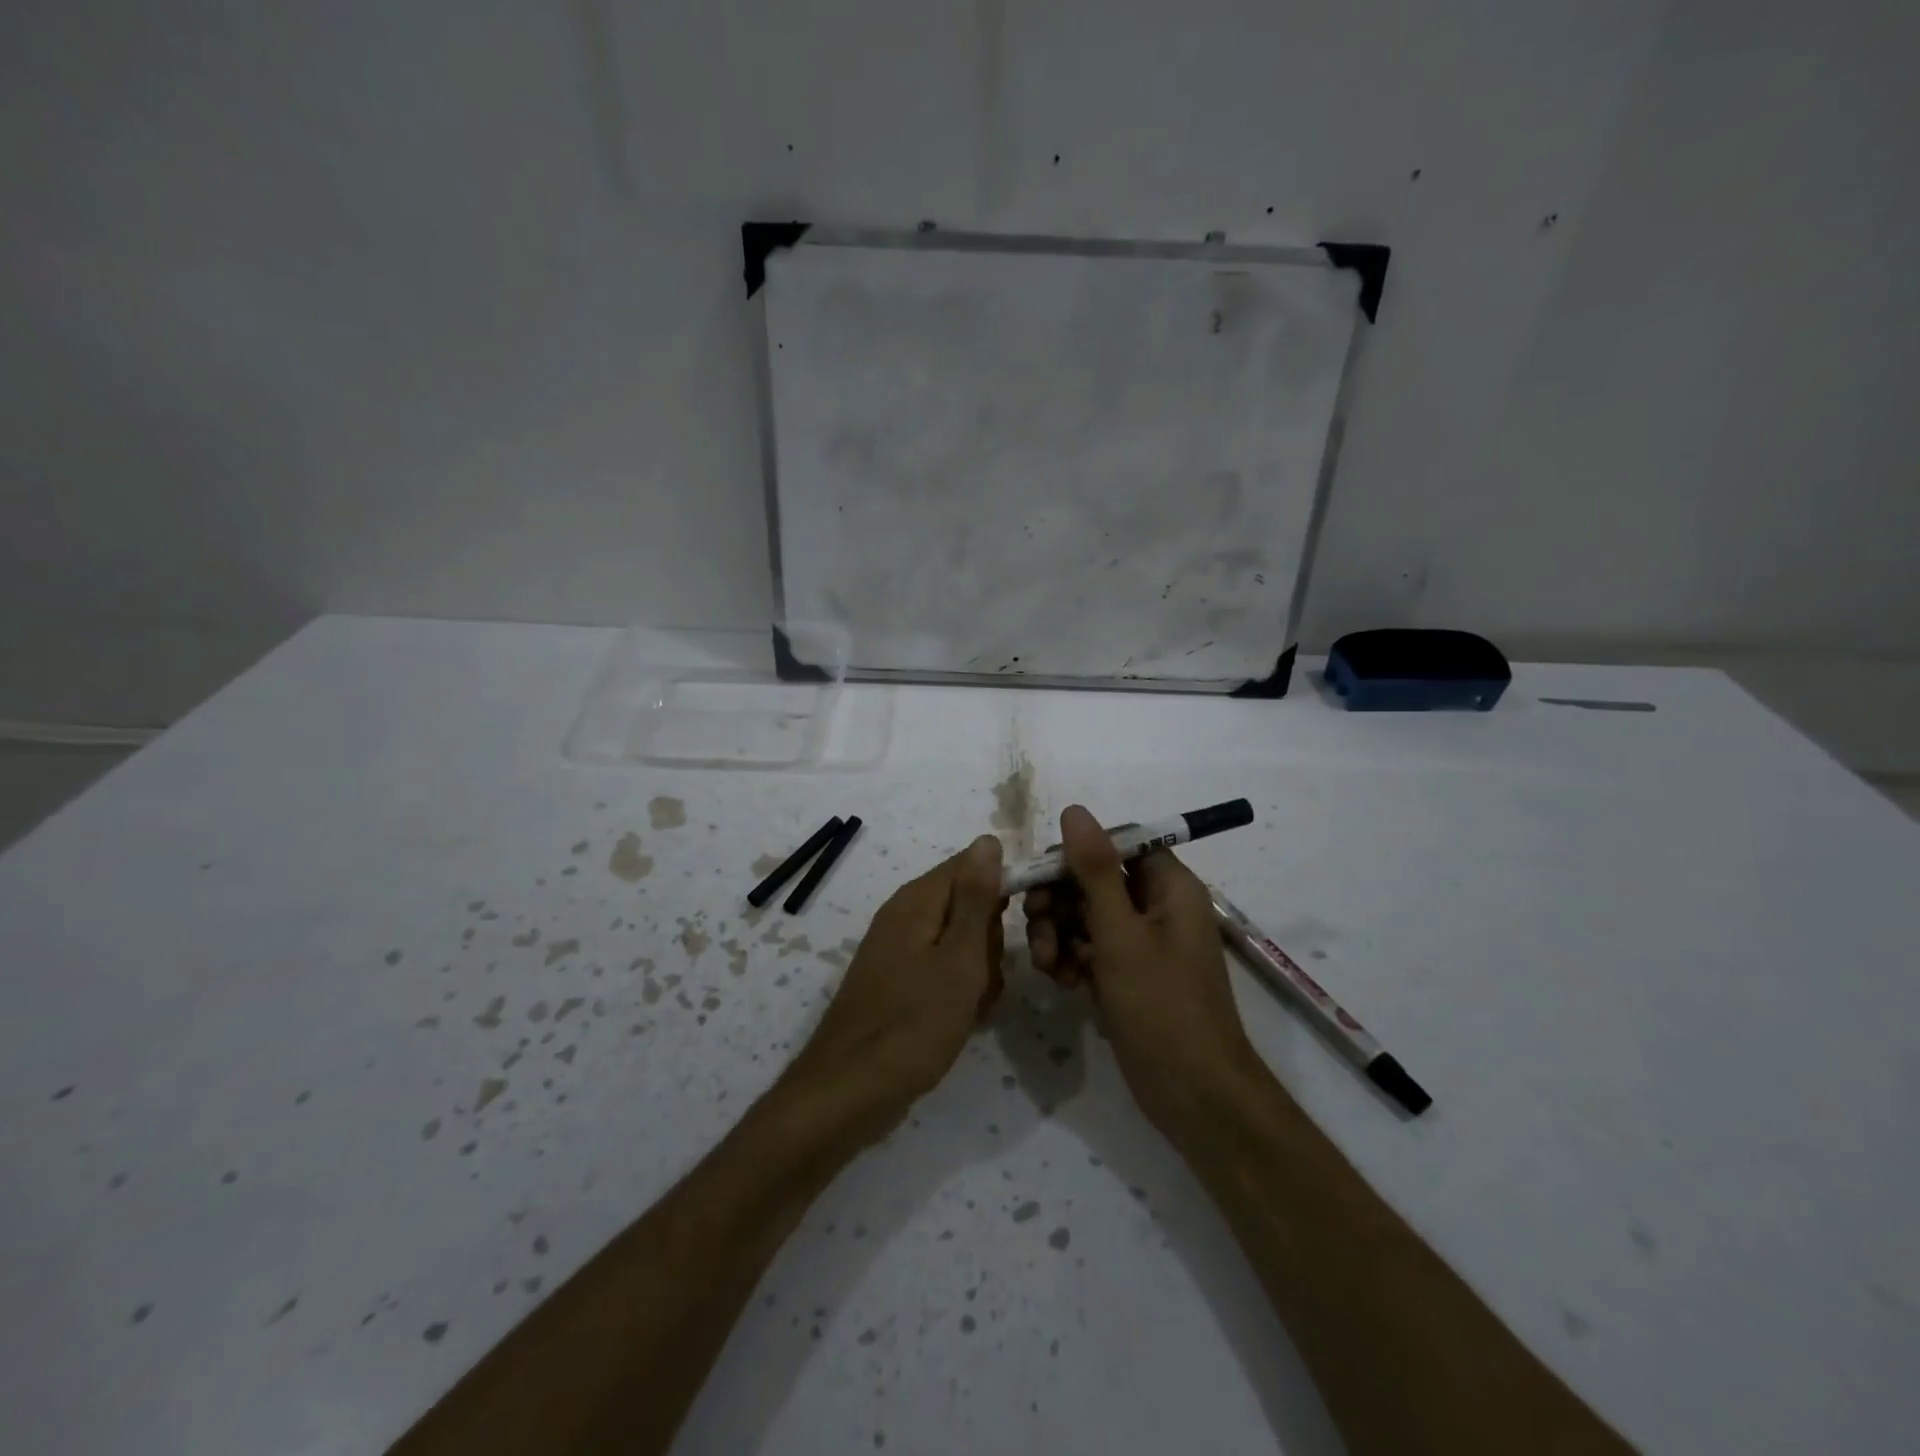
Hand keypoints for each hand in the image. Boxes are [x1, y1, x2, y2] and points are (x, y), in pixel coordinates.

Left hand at [783, 836, 1005, 1140]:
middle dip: (990, 939)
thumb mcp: (959, 959)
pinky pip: (943, 968)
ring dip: (979, 970)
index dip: (1005, 886)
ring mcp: (899, 949)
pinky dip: (960, 989)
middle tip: (988, 976)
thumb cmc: (913, 1024)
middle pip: (968, 903)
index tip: (1027, 921)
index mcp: (918, 900)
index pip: (973, 864)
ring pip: (961, 940)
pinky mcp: (899, 981)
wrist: (850, 1091)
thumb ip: (975, 898)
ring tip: (976, 1005)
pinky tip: (965, 1017)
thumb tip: (988, 840)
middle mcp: (905, 915)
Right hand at [1022, 805, 1259, 1136]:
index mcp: (1169, 886)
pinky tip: (1060, 982)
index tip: (1043, 876)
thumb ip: (1095, 871)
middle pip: (1096, 880)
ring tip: (1045, 964)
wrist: (1194, 1095)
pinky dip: (1071, 959)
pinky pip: (1091, 950)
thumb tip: (1075, 810)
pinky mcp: (1128, 975)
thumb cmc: (1162, 1006)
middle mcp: (1157, 907)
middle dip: (1060, 900)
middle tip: (1034, 922)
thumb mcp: (1121, 934)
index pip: (1117, 844)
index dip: (1077, 854)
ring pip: (1087, 917)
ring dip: (1059, 933)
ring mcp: (1143, 944)